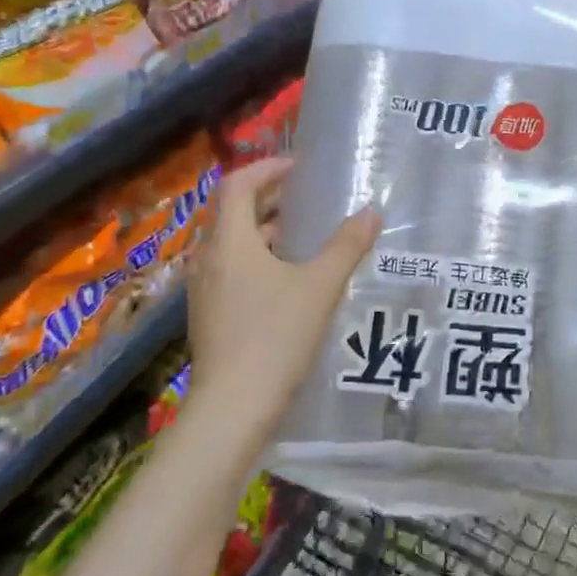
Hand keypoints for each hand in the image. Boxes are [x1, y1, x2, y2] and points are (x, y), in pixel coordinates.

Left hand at [186, 157, 379, 435]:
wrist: (232, 408)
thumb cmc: (275, 336)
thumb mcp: (320, 287)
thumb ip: (346, 246)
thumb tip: (371, 212)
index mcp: (229, 241)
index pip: (237, 185)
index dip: (266, 168)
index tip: (298, 167)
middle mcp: (208, 258)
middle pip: (234, 213)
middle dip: (270, 200)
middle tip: (309, 198)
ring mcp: (204, 290)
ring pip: (234, 245)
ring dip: (266, 233)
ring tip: (306, 238)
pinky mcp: (209, 316)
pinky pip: (233, 271)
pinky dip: (259, 261)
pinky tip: (290, 281)